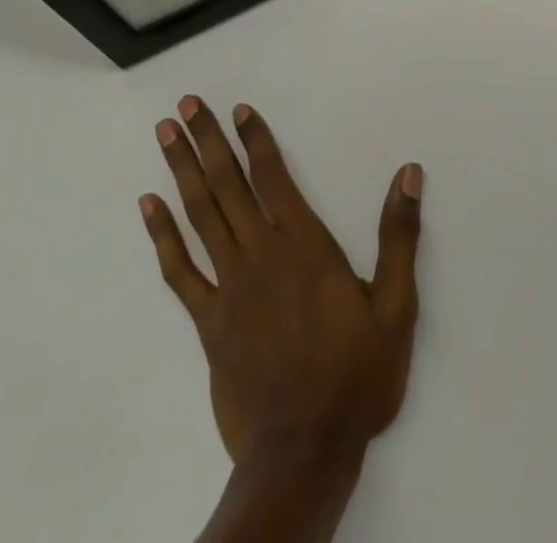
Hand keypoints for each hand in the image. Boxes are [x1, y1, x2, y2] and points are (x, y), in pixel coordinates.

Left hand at [142, 97, 422, 467]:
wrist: (304, 453)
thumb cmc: (356, 376)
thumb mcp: (395, 306)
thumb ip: (398, 236)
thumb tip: (409, 173)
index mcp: (304, 246)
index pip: (273, 177)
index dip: (255, 140)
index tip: (239, 110)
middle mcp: (261, 255)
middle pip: (227, 185)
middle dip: (207, 140)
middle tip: (186, 104)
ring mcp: (228, 287)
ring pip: (200, 215)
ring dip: (181, 170)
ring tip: (165, 134)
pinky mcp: (208, 322)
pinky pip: (179, 271)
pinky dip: (161, 236)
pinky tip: (148, 207)